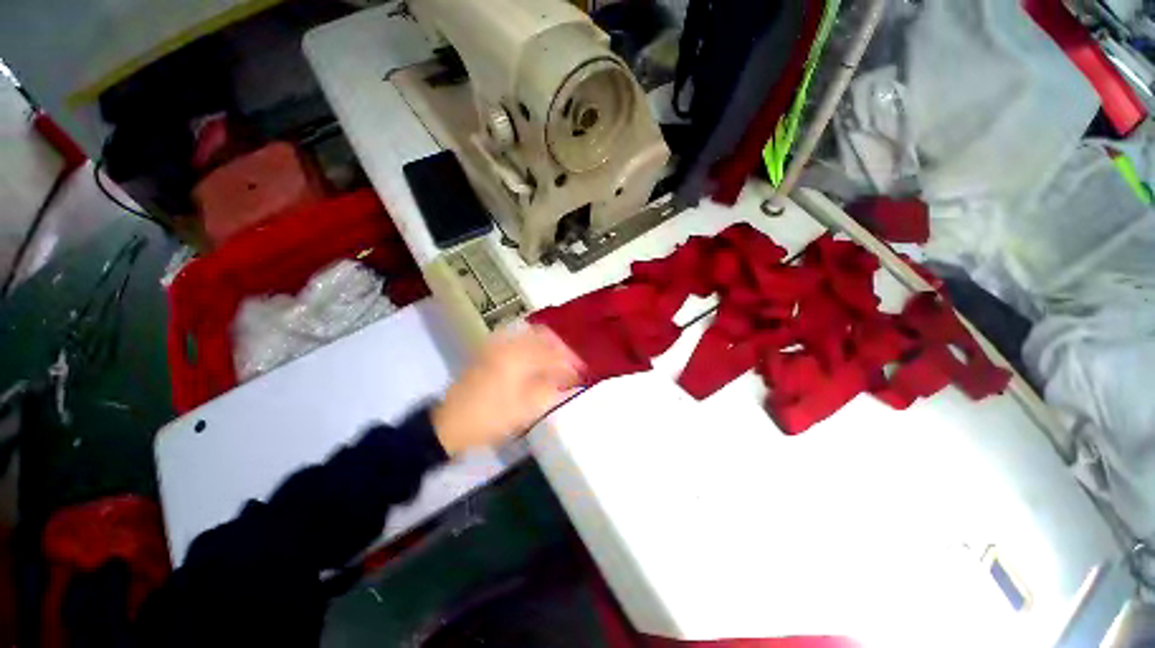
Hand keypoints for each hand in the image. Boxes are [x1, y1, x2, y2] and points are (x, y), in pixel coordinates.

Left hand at [432, 325, 583, 455]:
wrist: (449, 424)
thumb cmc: (490, 418)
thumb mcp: (525, 409)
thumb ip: (552, 391)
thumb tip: (572, 382)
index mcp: (518, 356)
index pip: (553, 353)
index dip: (570, 363)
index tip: (582, 374)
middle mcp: (508, 343)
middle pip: (544, 336)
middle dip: (561, 349)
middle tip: (571, 365)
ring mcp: (497, 345)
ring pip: (532, 335)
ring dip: (549, 347)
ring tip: (558, 364)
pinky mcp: (491, 351)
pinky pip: (519, 340)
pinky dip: (535, 347)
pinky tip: (539, 362)